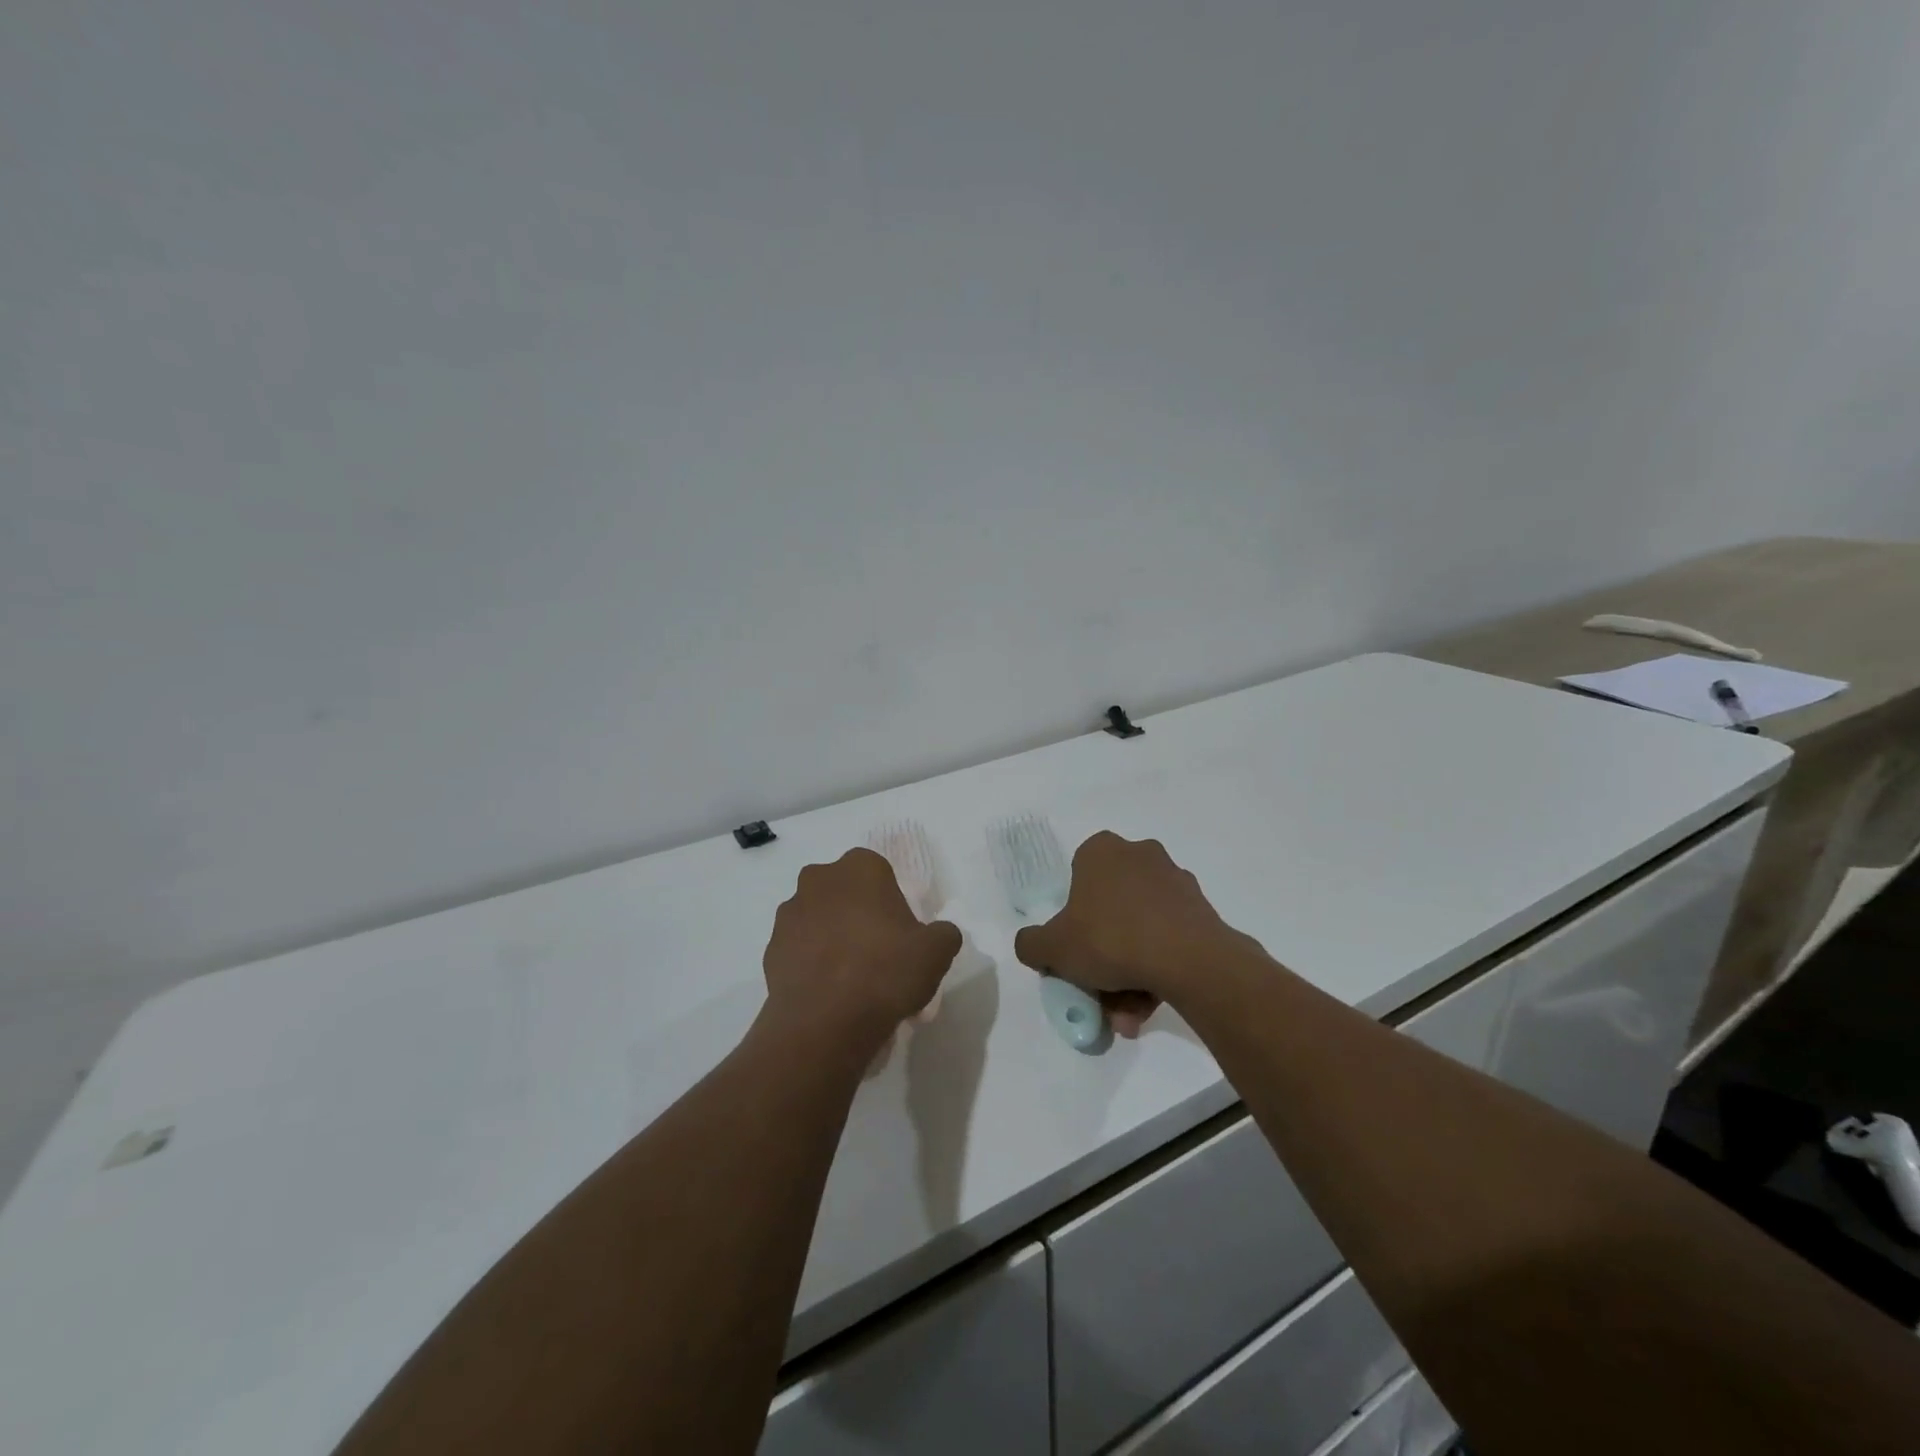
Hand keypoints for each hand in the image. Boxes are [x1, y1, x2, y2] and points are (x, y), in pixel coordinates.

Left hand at [763, 848, 961, 1049]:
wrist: (825, 1022)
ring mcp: (790, 912)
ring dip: (834, 937)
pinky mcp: (771, 947)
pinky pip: (800, 948)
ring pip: (820, 918)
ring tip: (853, 978)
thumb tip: (940, 933)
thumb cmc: (885, 971)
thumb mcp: (937, 951)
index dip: (892, 902)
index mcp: (860, 867)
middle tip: (879, 953)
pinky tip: (830, 991)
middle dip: (860, 915)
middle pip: (847, 893)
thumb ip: (944, 933)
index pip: (881, 873)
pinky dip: (813, 962)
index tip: (902, 933)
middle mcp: (819, 879)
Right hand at [1012, 832, 1254, 1036]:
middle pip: (1110, 911)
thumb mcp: (1053, 948)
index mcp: (1101, 851)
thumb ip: (1031, 944)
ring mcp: (1174, 880)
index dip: (1071, 920)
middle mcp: (1139, 855)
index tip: (1074, 953)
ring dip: (1129, 973)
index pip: (1076, 882)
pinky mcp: (1201, 908)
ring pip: (1140, 929)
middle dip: (1103, 958)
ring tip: (1128, 1015)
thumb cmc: (1110, 939)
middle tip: (1099, 994)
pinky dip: (1157, 969)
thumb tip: (1033, 946)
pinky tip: (1151, 1004)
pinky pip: (1168, 938)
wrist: (1189, 959)